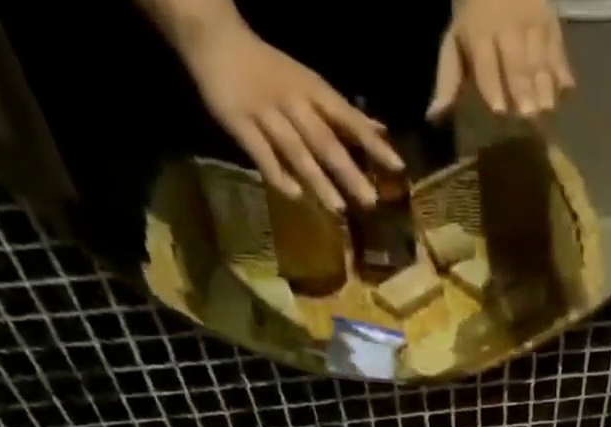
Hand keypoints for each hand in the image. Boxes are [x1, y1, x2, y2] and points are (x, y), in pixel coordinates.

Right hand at [168, 11, 402, 210]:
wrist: (213, 35)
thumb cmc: (270, 69)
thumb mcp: (310, 84)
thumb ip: (342, 114)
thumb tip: (379, 129)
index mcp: (312, 90)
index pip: (348, 118)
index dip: (373, 142)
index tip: (397, 167)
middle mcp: (292, 102)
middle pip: (325, 140)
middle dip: (349, 170)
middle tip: (371, 201)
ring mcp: (265, 112)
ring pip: (296, 150)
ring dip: (318, 179)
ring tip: (338, 207)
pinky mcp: (238, 122)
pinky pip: (260, 152)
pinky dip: (277, 173)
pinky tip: (294, 196)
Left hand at [429, 0, 575, 119]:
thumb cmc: (474, 17)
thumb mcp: (455, 42)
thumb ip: (449, 80)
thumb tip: (434, 116)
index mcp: (480, 32)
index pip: (486, 62)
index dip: (492, 84)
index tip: (498, 109)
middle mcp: (508, 27)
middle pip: (516, 61)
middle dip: (523, 87)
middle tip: (528, 115)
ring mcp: (533, 22)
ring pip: (540, 56)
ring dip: (545, 84)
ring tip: (547, 109)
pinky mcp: (553, 22)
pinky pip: (559, 49)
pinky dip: (563, 70)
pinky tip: (566, 90)